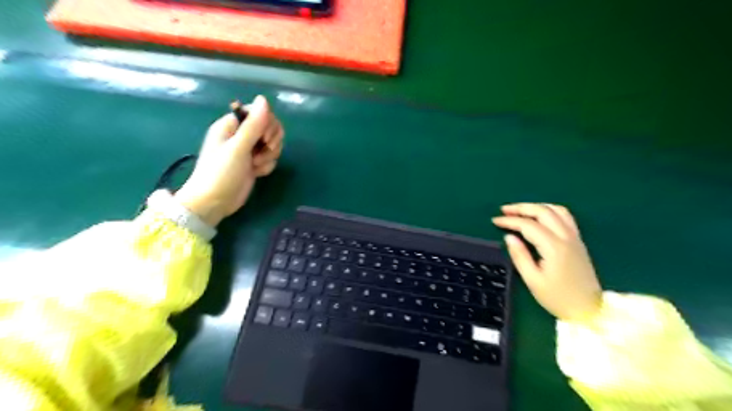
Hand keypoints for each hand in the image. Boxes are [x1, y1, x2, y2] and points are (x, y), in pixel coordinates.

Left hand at [173, 94, 282, 226]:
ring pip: (271, 144)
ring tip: (256, 164)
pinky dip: (266, 165)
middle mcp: (241, 135)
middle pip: (269, 127)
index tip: (264, 138)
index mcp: (232, 125)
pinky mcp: (253, 163)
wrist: (215, 202)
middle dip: (271, 140)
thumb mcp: (238, 147)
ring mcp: (248, 150)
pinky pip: (269, 158)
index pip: (259, 112)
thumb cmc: (221, 172)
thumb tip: (264, 99)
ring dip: (269, 155)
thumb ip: (253, 124)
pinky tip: (257, 173)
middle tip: (263, 151)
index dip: (267, 123)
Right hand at [491, 204, 600, 322]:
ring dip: (536, 206)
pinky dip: (550, 210)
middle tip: (504, 210)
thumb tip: (509, 237)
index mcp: (553, 247)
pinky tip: (540, 216)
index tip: (495, 221)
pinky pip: (565, 216)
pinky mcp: (578, 241)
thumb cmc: (557, 297)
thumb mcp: (533, 280)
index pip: (528, 225)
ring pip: (556, 210)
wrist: (589, 310)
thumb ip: (520, 256)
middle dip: (521, 208)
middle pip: (543, 211)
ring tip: (520, 210)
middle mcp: (566, 237)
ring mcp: (574, 237)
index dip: (510, 221)